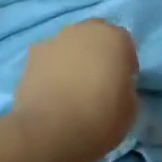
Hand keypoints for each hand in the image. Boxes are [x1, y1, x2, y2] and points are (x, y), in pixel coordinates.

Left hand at [11, 19, 139, 161]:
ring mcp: (55, 40)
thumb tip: (116, 87)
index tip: (122, 83)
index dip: (124, 64)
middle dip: (98, 51)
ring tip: (70, 86)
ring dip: (73, 57)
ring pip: (69, 43)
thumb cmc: (100, 118)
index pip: (125, 44)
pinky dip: (51, 68)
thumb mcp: (130, 107)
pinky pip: (48, 58)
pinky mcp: (31, 56)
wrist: (51, 130)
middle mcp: (85, 31)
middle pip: (95, 35)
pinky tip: (51, 90)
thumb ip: (125, 87)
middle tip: (97, 79)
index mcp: (115, 39)